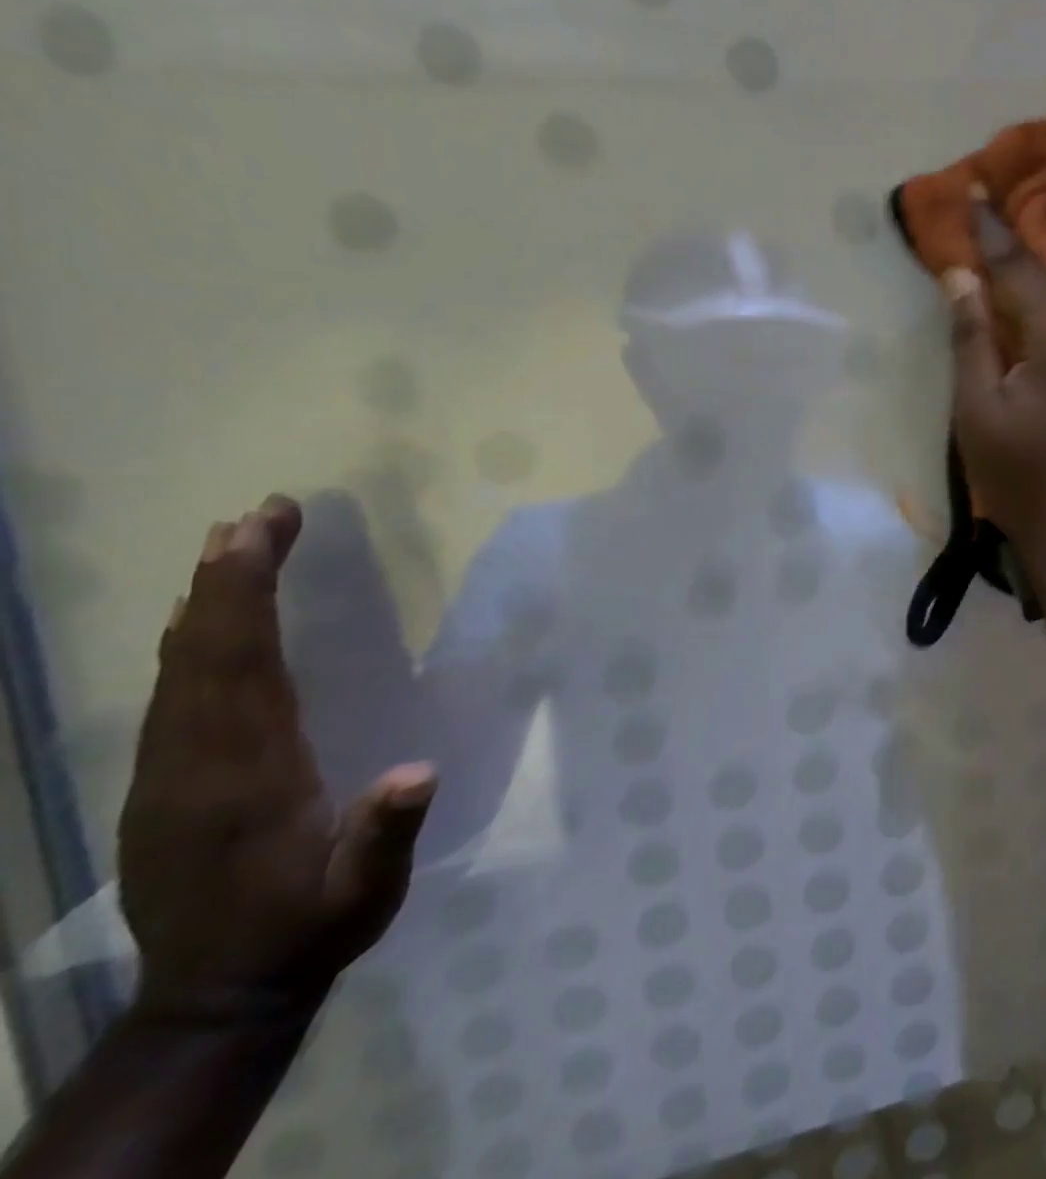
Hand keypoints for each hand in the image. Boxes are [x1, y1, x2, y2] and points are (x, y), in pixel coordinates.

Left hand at [118, 496, 436, 1021]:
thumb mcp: (361, 893)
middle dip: (226, 577)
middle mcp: (192, 763)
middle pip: (200, 652)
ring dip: (205, 600)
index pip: (237, 665)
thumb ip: (384, 834)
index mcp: (242, 776)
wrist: (218, 995)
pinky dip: (190, 641)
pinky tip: (203, 619)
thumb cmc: (308, 928)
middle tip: (256, 515)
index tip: (263, 532)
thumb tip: (417, 772)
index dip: (244, 594)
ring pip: (177, 669)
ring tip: (230, 544)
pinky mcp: (164, 784)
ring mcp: (167, 774)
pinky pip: (172, 694)